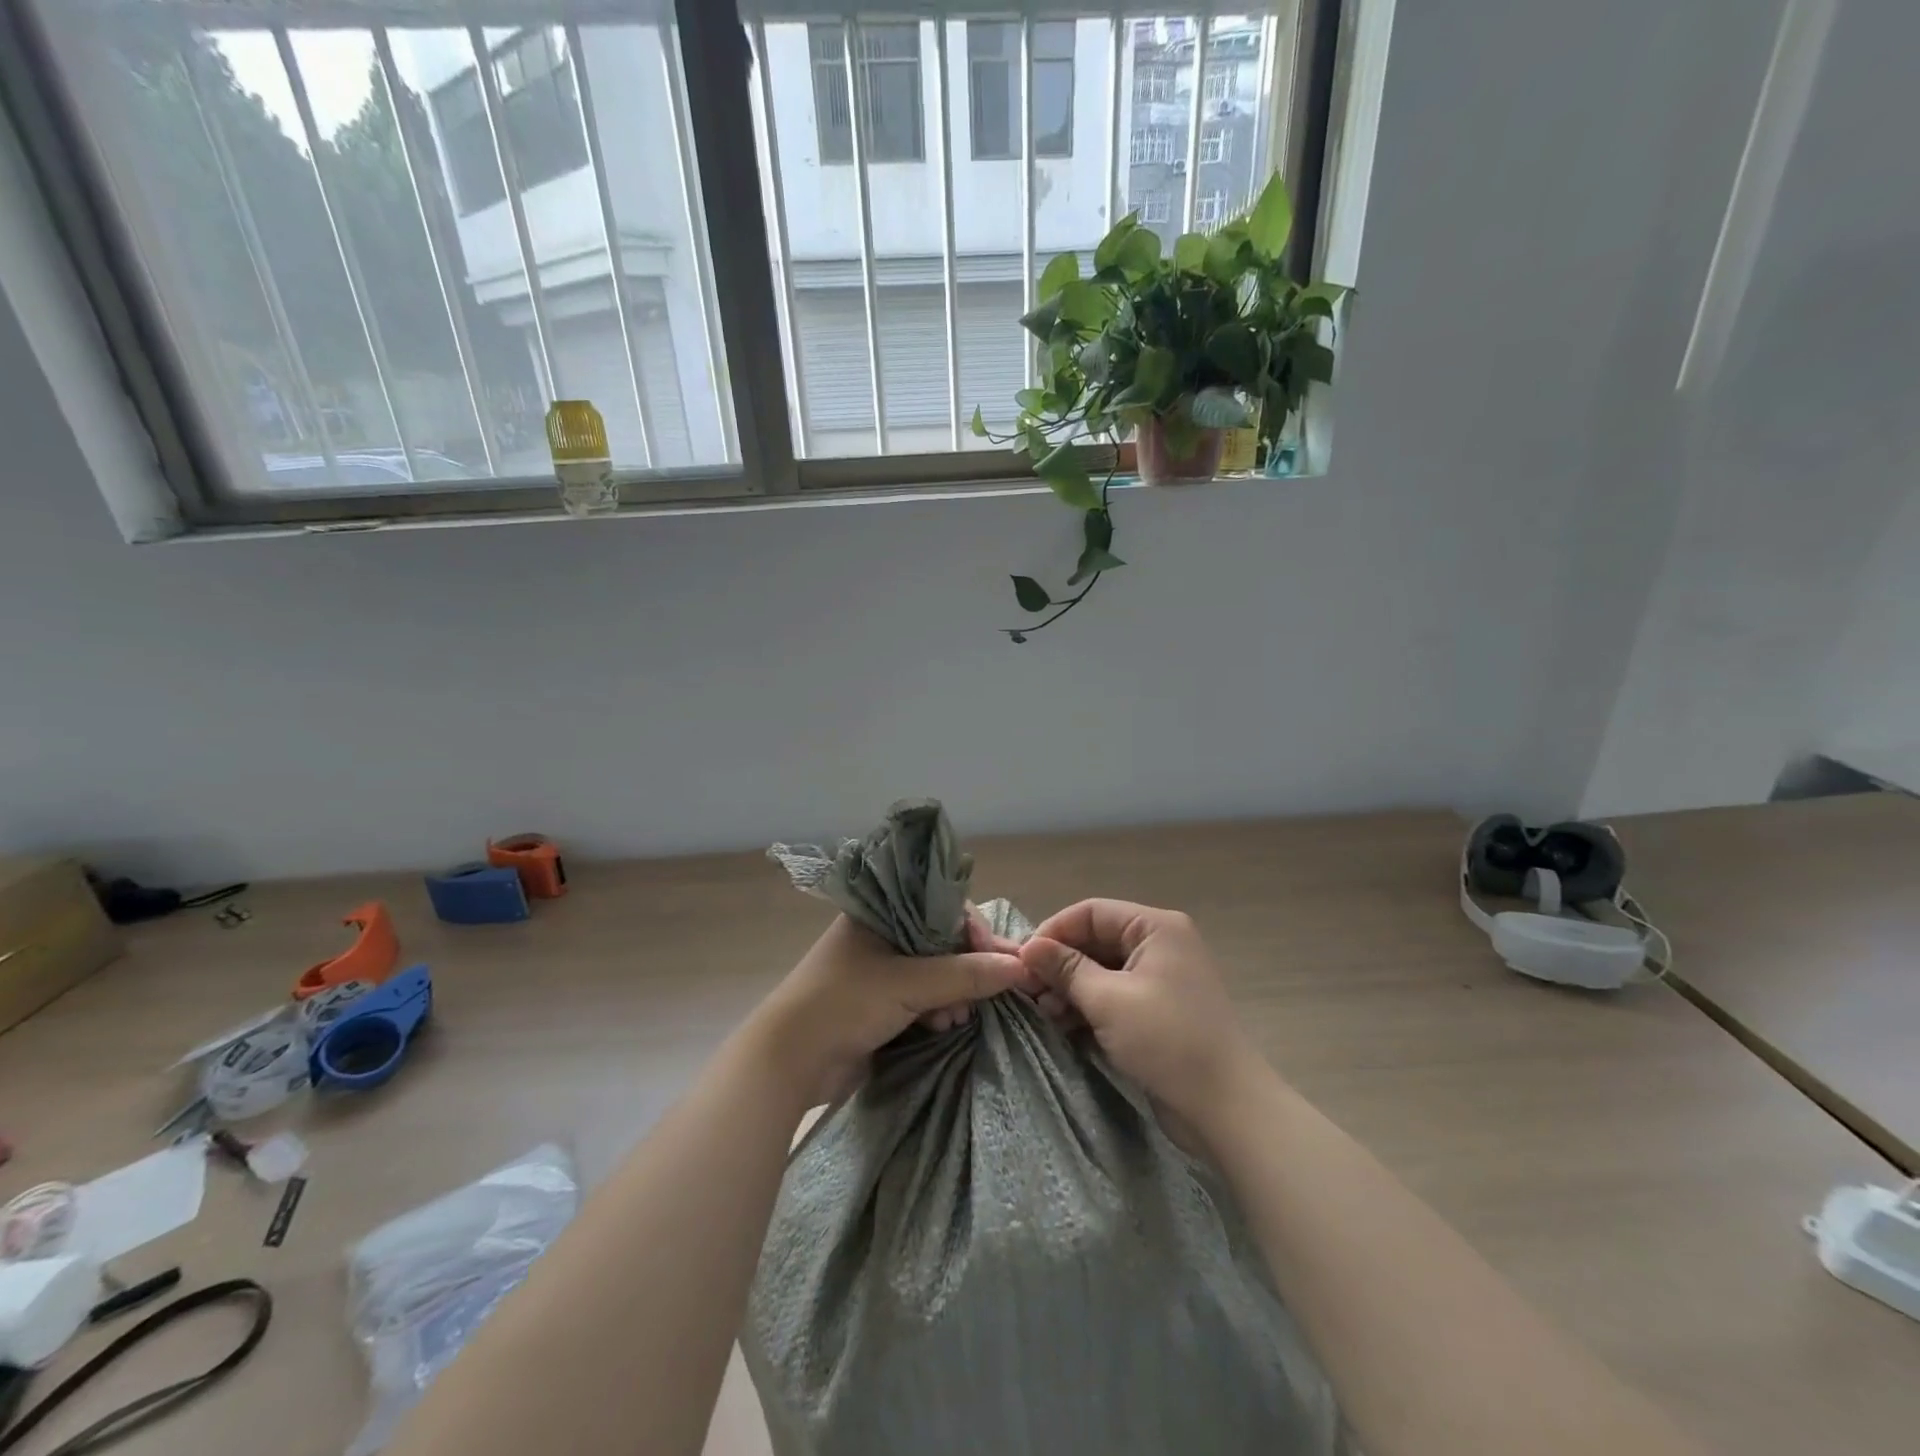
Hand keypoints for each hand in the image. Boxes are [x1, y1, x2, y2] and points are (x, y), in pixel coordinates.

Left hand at [753, 913, 1030, 1107]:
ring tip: (957, 1018)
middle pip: (942, 940)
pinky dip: (938, 1010)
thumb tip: (1020, 966)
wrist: (789, 1062)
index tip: (998, 959)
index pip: (941, 906)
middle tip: (986, 993)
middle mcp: (881, 934)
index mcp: (879, 912)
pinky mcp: (881, 1004)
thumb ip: (964, 974)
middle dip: (966, 967)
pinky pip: (923, 998)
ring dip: (954, 993)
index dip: (973, 930)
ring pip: (936, 972)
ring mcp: (880, 970)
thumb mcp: (907, 984)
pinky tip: (944, 1027)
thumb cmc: (843, 1003)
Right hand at [1020, 899, 1261, 1126]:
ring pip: (1102, 970)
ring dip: (1070, 988)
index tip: (1022, 960)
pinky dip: (1089, 1006)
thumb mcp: (1108, 1000)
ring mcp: (1160, 978)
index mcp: (1155, 927)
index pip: (1091, 912)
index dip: (1054, 931)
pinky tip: (1064, 1025)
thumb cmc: (1167, 1041)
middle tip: (1028, 991)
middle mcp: (1159, 944)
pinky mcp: (1158, 1010)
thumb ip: (1065, 969)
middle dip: (1060, 964)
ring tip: (1044, 1012)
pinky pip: (1114, 995)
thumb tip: (1028, 946)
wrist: (1226, 1108)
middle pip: (1095, 940)